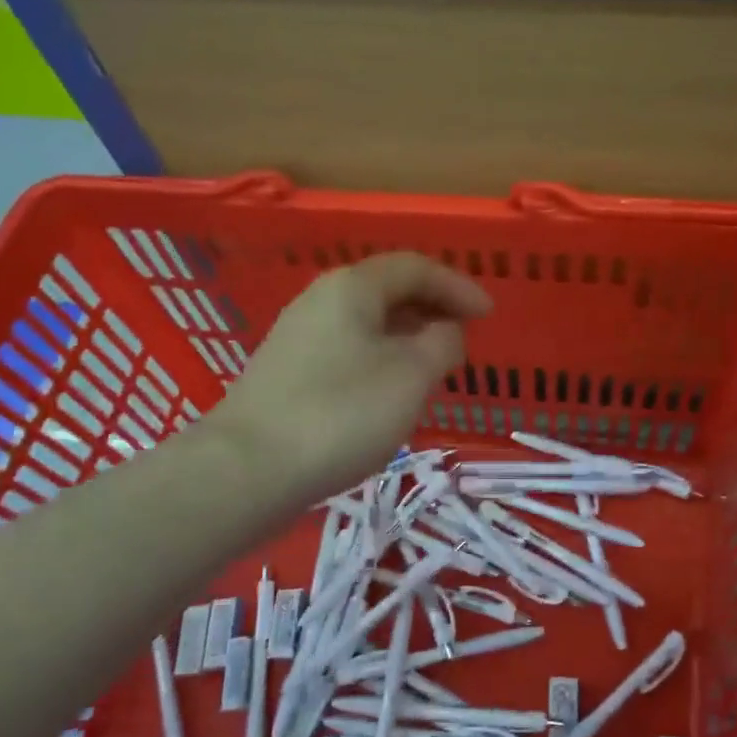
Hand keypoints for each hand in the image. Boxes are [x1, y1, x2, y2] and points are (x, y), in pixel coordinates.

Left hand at [213, 252, 491, 500]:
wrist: (248, 469)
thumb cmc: (341, 413)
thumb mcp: (410, 376)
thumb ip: (441, 344)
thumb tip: (444, 331)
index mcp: (353, 287)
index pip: (416, 268)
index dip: (458, 286)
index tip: (488, 315)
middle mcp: (321, 299)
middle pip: (388, 291)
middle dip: (433, 310)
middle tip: (464, 339)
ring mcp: (298, 335)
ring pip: (367, 323)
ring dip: (407, 337)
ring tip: (433, 369)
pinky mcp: (287, 371)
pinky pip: (348, 349)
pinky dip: (381, 358)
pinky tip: (389, 393)